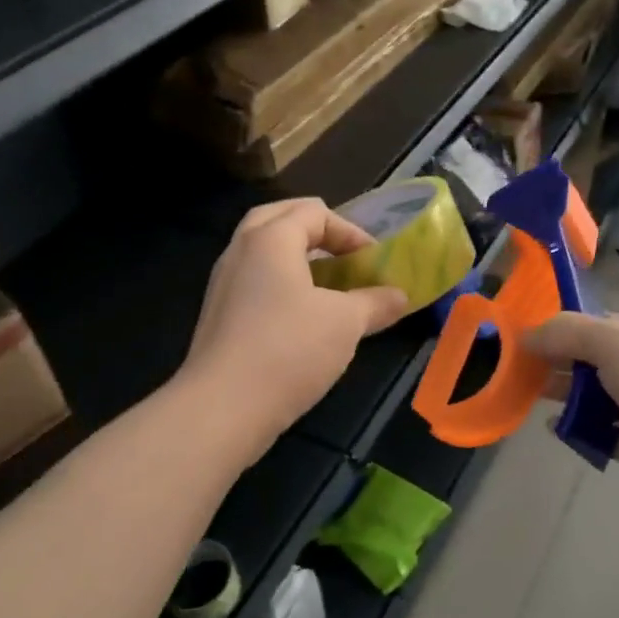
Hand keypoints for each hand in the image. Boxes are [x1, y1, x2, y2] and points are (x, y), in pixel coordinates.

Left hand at [180, 199, 409, 447]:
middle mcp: (240, 250)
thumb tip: (401, 296)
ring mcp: (223, 283)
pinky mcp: (218, 315)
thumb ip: (375, 303)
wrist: (223, 406)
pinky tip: (301, 316)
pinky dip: (279, 284)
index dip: (349, 231)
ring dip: (296, 258)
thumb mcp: (345, 323)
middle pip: (279, 219)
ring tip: (327, 284)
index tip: (373, 261)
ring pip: (261, 252)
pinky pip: (253, 281)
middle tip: (343, 254)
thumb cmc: (289, 349)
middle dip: (316, 231)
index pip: (313, 211)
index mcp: (270, 238)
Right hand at [527, 312, 618, 527]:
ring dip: (566, 397)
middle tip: (517, 371)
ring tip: (529, 398)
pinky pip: (602, 434)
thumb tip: (526, 335)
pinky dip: (579, 431)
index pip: (599, 323)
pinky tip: (555, 429)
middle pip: (594, 360)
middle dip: (558, 363)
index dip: (561, 328)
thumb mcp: (615, 343)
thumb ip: (567, 333)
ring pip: (596, 398)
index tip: (523, 339)